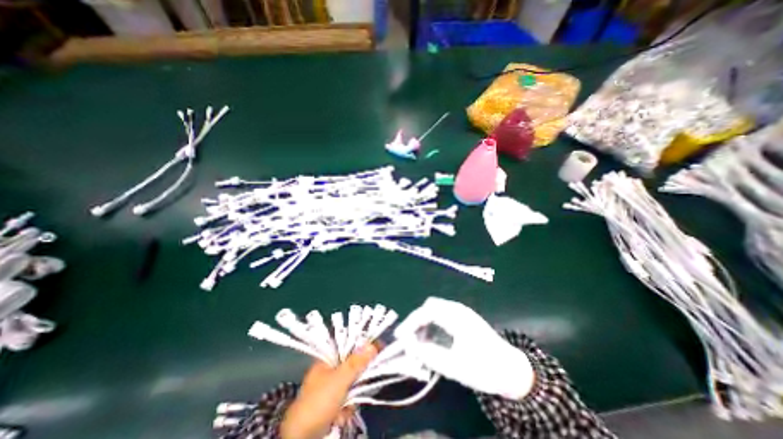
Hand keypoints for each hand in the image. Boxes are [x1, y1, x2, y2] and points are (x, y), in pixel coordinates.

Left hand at [282, 345, 379, 438]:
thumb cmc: (319, 402)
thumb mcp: (339, 380)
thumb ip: (356, 362)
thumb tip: (373, 345)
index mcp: (327, 359)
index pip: (349, 346)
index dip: (363, 347)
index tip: (377, 350)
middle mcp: (329, 370)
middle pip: (353, 366)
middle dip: (357, 381)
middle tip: (359, 388)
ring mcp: (331, 387)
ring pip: (353, 384)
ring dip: (352, 398)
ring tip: (344, 409)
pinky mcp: (333, 403)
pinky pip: (349, 398)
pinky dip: (347, 408)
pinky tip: (340, 417)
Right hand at [395, 296, 534, 399]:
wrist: (513, 371)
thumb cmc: (485, 368)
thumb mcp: (454, 366)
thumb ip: (428, 354)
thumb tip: (408, 345)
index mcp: (456, 316)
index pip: (426, 311)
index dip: (411, 322)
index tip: (400, 337)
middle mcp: (458, 309)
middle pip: (429, 306)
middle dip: (417, 321)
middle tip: (409, 340)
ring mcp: (462, 313)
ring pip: (435, 310)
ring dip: (424, 323)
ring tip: (419, 343)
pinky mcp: (464, 319)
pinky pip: (442, 316)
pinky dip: (433, 325)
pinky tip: (432, 340)